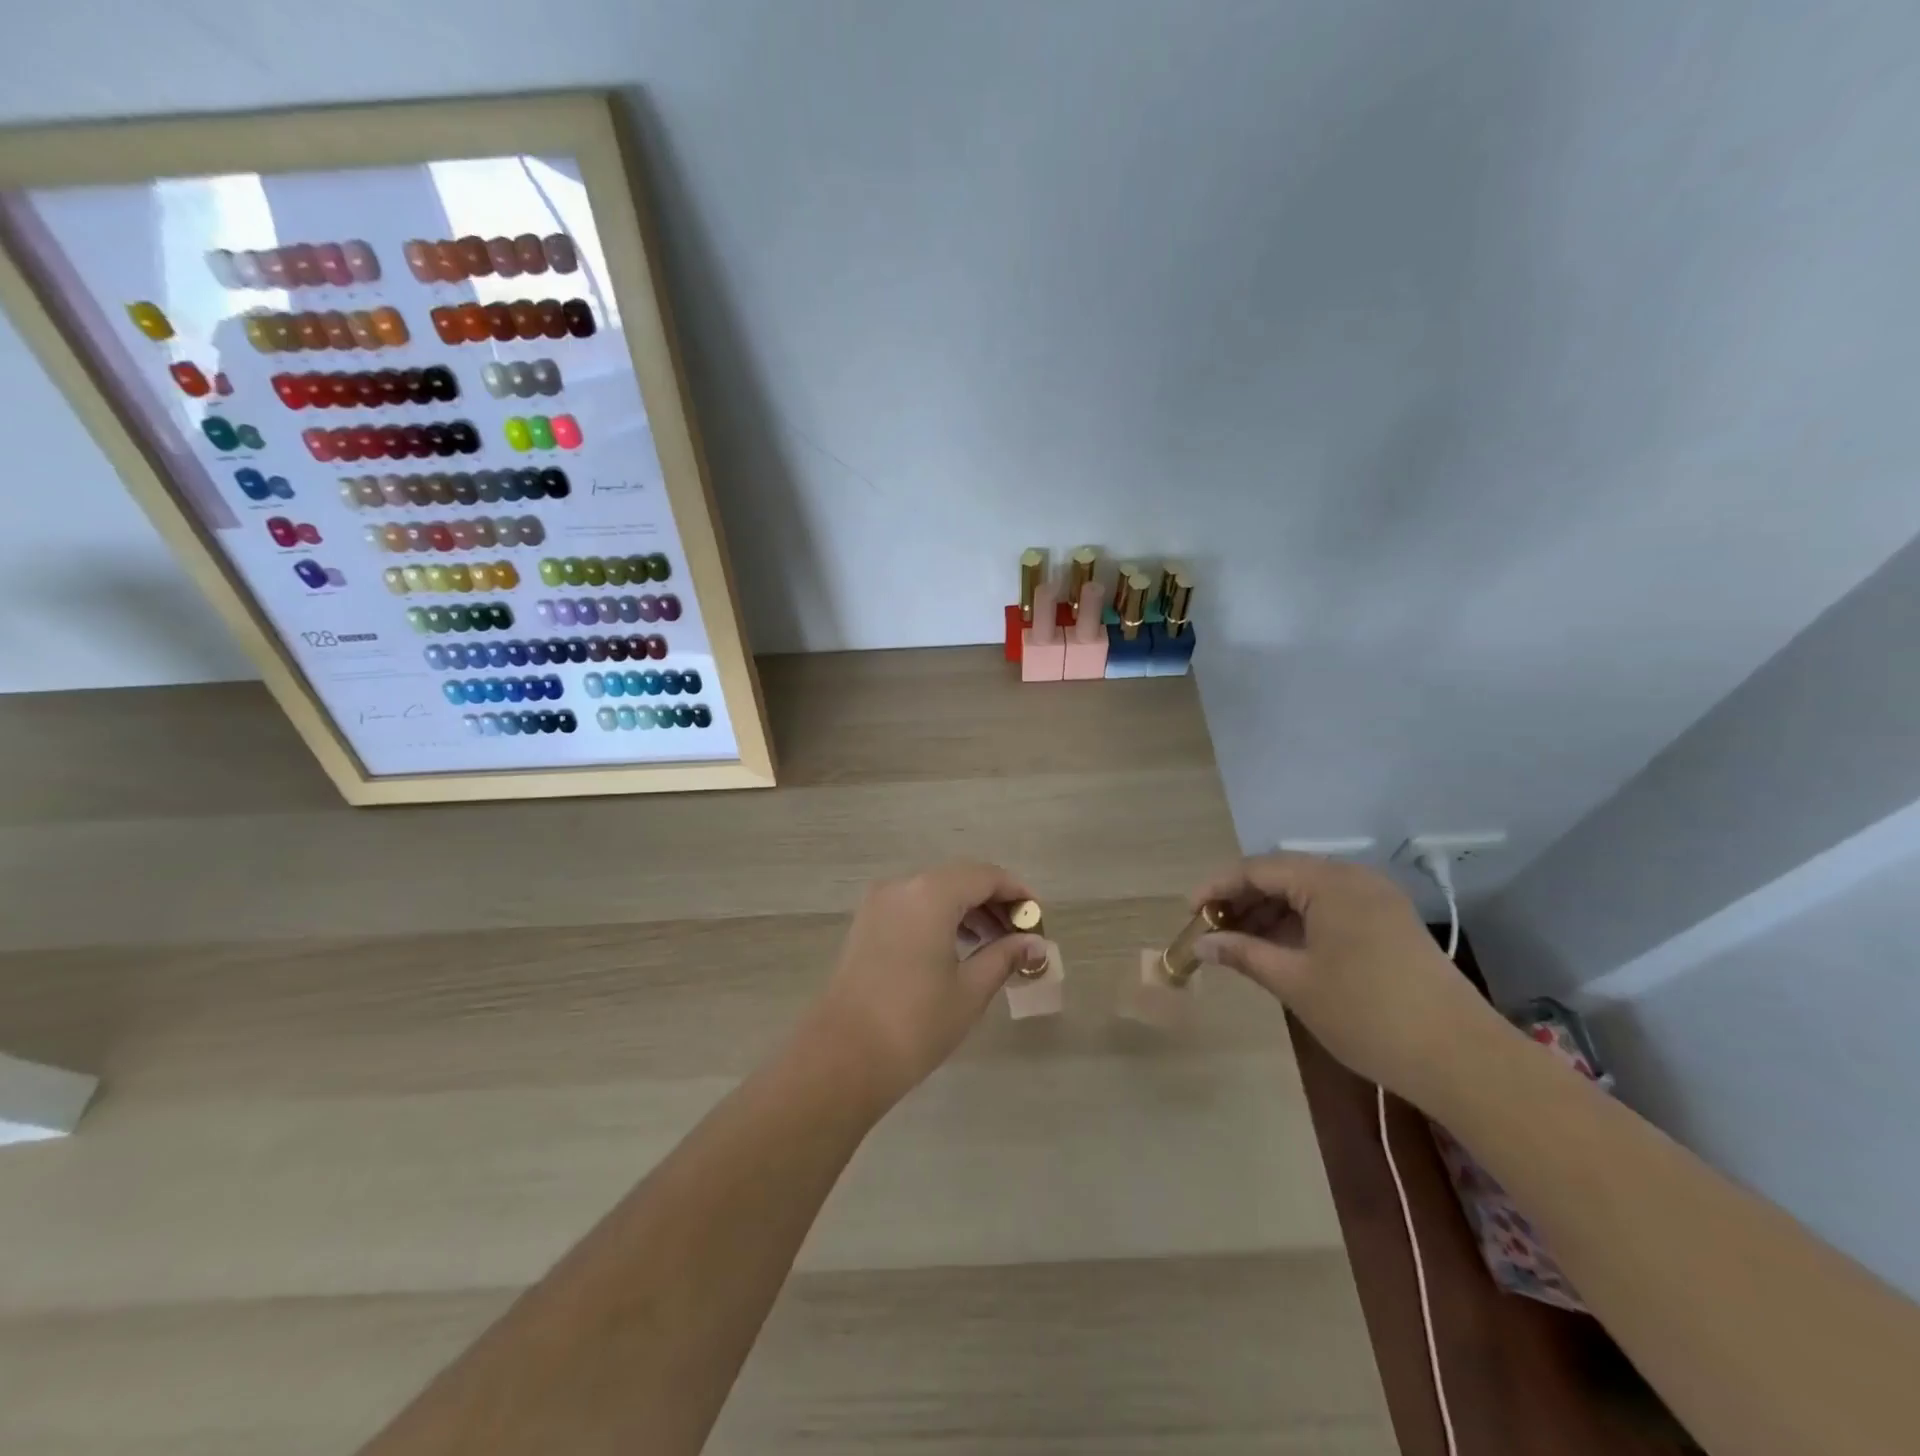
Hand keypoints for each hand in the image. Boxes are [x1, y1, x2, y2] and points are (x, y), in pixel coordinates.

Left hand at [811, 861, 1048, 1108]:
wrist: (843, 1057)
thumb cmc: (915, 1022)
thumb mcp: (970, 989)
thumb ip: (1005, 956)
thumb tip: (1035, 944)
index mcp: (931, 893)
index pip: (985, 876)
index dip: (1016, 893)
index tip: (1037, 919)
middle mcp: (902, 886)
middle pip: (959, 879)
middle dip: (993, 902)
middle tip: (1020, 936)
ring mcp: (878, 903)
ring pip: (934, 891)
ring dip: (966, 910)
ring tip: (993, 945)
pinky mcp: (866, 923)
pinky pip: (913, 906)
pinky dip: (939, 917)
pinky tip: (957, 948)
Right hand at [1191, 853, 1507, 1105]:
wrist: (1462, 1059)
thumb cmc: (1367, 1013)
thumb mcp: (1294, 982)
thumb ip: (1243, 953)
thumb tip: (1202, 943)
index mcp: (1330, 881)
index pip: (1257, 868)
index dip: (1217, 887)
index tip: (1189, 913)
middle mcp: (1354, 879)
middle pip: (1283, 876)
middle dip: (1243, 901)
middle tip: (1212, 931)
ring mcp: (1377, 900)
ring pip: (1306, 894)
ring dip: (1269, 914)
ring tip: (1240, 944)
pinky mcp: (1390, 924)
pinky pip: (1330, 910)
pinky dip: (1299, 925)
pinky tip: (1279, 950)